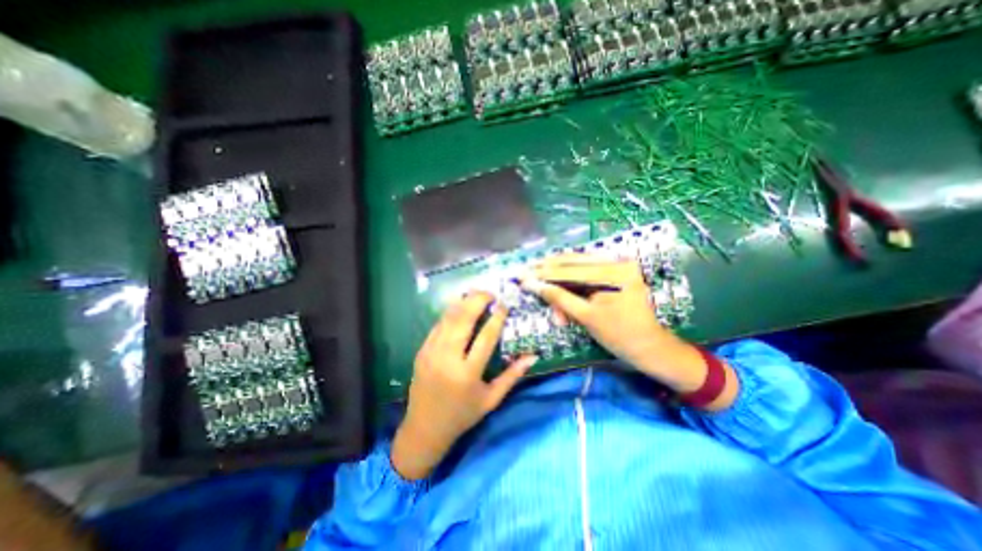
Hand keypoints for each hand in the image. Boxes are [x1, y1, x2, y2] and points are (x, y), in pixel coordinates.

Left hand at [392, 293, 535, 478]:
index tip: (504, 304)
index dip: (497, 317)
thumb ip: (512, 376)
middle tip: (490, 293)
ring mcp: (431, 353)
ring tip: (476, 294)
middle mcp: (448, 359)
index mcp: (468, 374)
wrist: (424, 428)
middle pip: (464, 319)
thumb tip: (533, 356)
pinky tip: (459, 306)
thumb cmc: (462, 415)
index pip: (486, 337)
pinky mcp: (422, 351)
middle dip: (477, 300)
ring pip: (448, 318)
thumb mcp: (491, 400)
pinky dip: (450, 313)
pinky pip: (438, 325)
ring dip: (463, 302)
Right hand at [521, 255, 736, 408]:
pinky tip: (557, 280)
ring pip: (579, 263)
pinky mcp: (617, 271)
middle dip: (548, 268)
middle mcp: (619, 260)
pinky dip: (571, 277)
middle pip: (574, 260)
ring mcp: (619, 264)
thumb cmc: (620, 337)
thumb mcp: (586, 317)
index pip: (571, 270)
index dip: (543, 273)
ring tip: (540, 277)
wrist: (651, 348)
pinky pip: (588, 270)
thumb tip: (532, 285)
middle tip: (527, 271)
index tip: (522, 275)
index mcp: (615, 272)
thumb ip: (558, 297)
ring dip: (558, 273)